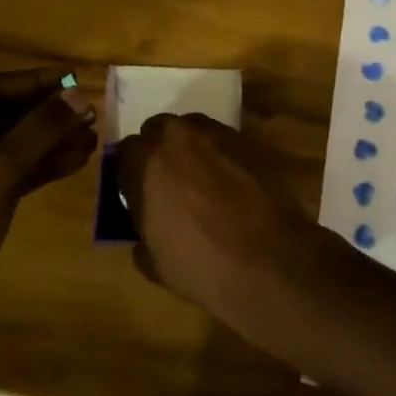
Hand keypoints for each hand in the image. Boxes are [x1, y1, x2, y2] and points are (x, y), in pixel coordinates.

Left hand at [0, 68, 97, 328]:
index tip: (76, 79)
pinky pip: (0, 176)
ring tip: (90, 140)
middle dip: (44, 116)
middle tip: (90, 114)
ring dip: (45, 144)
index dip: (35, 82)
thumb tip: (77, 94)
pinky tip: (71, 165)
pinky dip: (33, 170)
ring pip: (2, 149)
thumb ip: (38, 132)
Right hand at [115, 113, 320, 322]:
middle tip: (167, 184)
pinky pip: (224, 143)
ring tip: (201, 183)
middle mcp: (177, 136)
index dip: (129, 175)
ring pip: (192, 132)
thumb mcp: (154, 262)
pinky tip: (231, 185)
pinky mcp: (249, 141)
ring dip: (191, 150)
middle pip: (158, 131)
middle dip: (159, 153)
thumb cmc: (201, 264)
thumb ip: (142, 235)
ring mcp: (216, 133)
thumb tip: (146, 229)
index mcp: (145, 161)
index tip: (136, 195)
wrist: (270, 260)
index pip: (124, 154)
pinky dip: (221, 158)